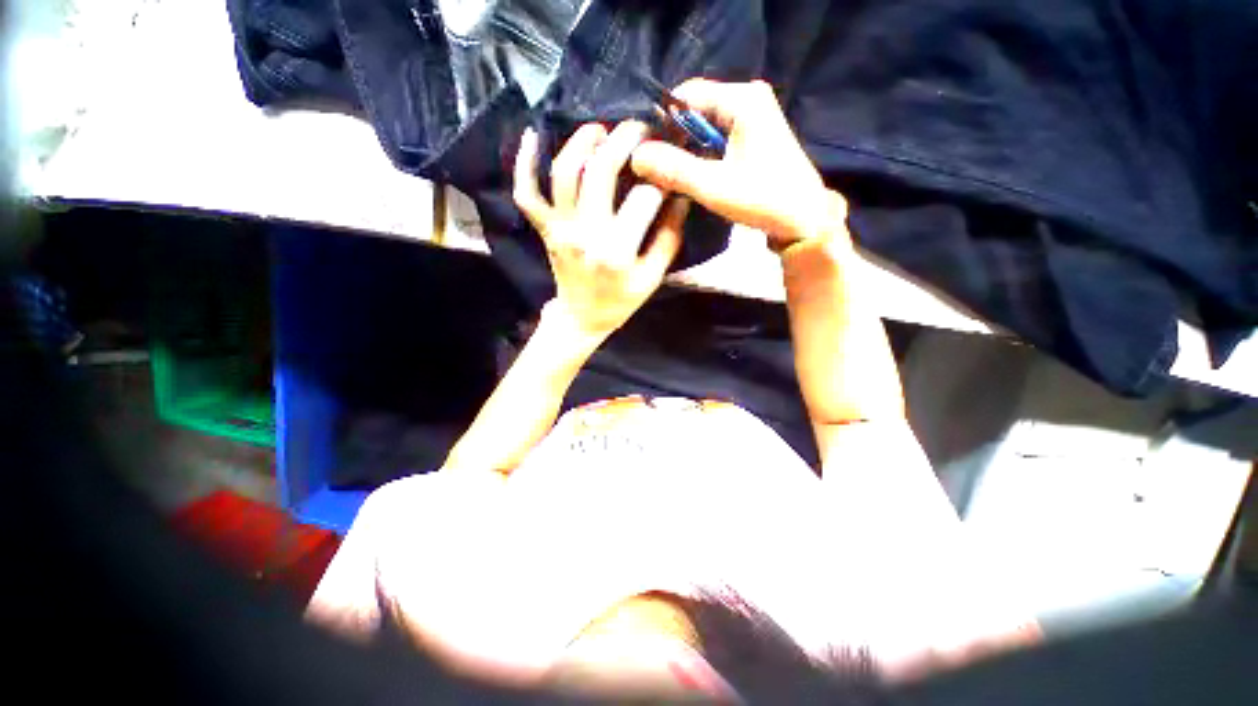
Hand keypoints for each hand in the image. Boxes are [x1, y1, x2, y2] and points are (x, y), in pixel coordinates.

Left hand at [513, 121, 689, 339]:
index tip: (668, 168)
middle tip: (640, 128)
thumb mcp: (652, 277)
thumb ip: (668, 237)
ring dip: (580, 142)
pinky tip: (531, 136)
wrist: (582, 318)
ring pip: (563, 173)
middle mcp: (585, 233)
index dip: (660, 178)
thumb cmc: (620, 301)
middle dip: (623, 141)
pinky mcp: (545, 229)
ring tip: (600, 129)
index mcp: (617, 251)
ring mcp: (559, 229)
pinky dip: (523, 164)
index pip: (643, 198)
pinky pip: (526, 193)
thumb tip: (680, 197)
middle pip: (599, 172)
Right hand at [631, 79, 846, 250]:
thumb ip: (674, 169)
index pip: (688, 94)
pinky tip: (695, 176)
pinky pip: (718, 136)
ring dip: (688, 149)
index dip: (663, 121)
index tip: (647, 151)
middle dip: (675, 138)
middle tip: (657, 169)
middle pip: (696, 109)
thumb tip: (636, 156)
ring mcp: (755, 115)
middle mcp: (750, 98)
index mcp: (743, 99)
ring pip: (706, 125)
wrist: (803, 218)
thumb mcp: (713, 186)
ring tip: (673, 176)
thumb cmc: (762, 199)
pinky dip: (703, 154)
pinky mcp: (756, 134)